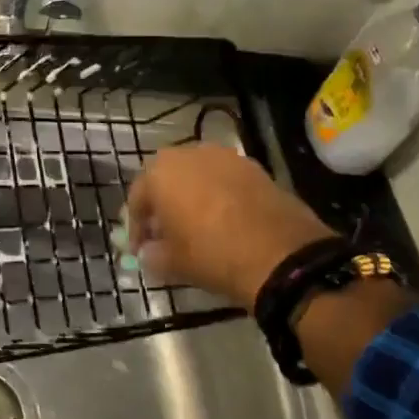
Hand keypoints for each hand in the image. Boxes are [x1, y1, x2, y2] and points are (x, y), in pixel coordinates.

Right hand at [124, 144, 333, 308]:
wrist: (282, 255)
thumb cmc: (213, 255)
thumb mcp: (173, 263)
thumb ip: (152, 254)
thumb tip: (148, 252)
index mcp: (160, 173)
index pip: (137, 199)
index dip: (136, 228)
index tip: (139, 251)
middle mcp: (188, 154)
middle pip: (165, 179)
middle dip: (162, 204)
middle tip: (165, 233)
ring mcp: (224, 156)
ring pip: (196, 175)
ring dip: (190, 195)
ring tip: (195, 225)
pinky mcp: (254, 166)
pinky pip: (224, 178)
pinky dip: (218, 194)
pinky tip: (224, 219)